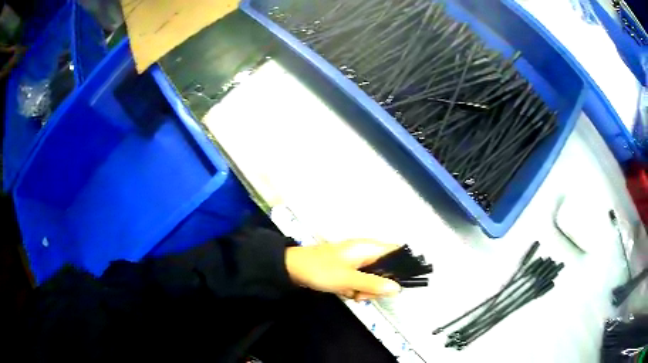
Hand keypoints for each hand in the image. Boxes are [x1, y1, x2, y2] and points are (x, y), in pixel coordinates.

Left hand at [285, 240, 401, 300]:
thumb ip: (374, 284)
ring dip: (363, 290)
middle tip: (363, 294)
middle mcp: (365, 252)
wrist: (292, 269)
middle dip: (376, 286)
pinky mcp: (346, 269)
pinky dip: (353, 288)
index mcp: (368, 247)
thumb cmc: (321, 270)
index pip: (395, 252)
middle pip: (385, 269)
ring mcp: (355, 261)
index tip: (394, 285)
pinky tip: (343, 292)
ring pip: (372, 278)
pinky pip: (359, 280)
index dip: (400, 267)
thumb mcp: (349, 279)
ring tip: (350, 294)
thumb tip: (397, 288)